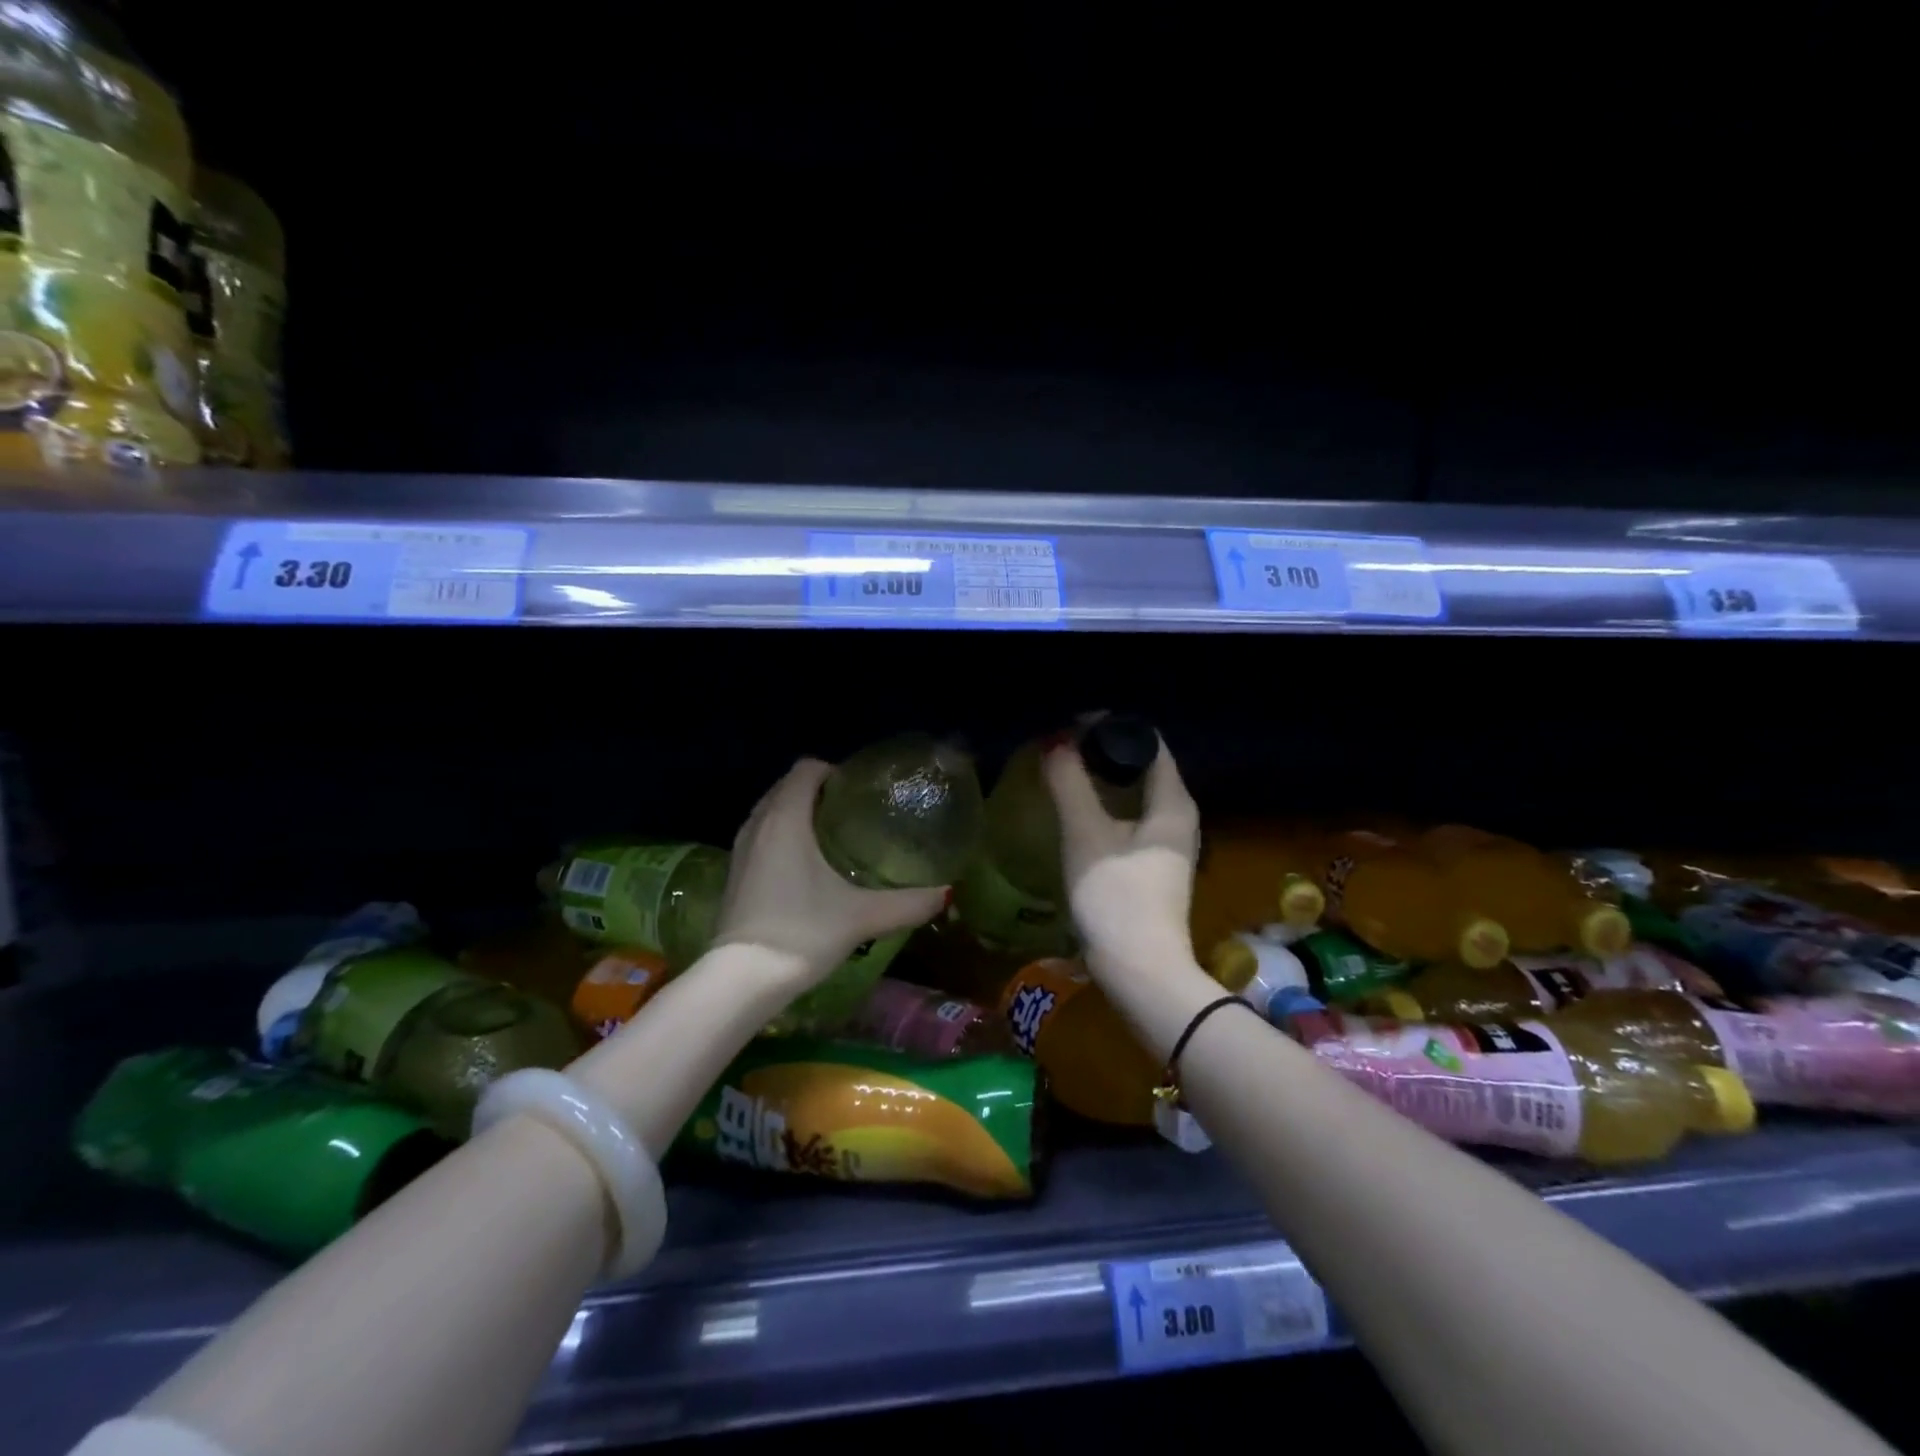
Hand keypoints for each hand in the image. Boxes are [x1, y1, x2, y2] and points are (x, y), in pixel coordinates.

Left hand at [713, 758, 949, 980]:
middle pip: (786, 787)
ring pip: (770, 812)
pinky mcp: (734, 874)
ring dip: (796, 814)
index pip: (806, 769)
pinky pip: (760, 836)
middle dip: (816, 791)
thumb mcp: (862, 917)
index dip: (833, 771)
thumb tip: (946, 893)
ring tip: (832, 837)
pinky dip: (781, 837)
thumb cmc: (802, 933)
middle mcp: (757, 824)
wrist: (741, 980)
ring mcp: (740, 849)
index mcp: (785, 818)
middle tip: (852, 814)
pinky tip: (805, 868)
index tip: (859, 793)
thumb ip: (908, 903)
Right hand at [1044, 737, 1200, 966]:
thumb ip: (1070, 783)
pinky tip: (1078, 811)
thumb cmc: (1116, 897)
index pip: (1149, 742)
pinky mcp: (1154, 866)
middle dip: (1103, 752)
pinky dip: (1106, 806)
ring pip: (1135, 794)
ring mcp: (1169, 844)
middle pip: (1143, 766)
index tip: (1072, 726)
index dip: (1112, 727)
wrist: (1139, 972)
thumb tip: (1055, 741)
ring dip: (1103, 781)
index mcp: (1174, 802)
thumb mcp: (1086, 834)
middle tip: (1062, 746)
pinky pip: (1131, 818)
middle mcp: (1180, 817)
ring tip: (1065, 772)